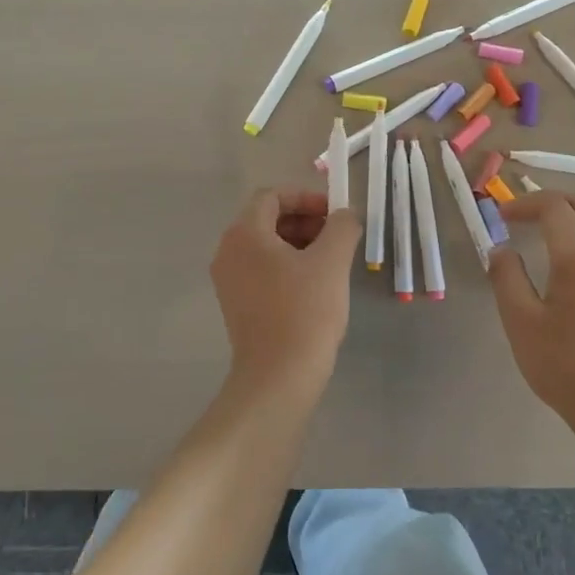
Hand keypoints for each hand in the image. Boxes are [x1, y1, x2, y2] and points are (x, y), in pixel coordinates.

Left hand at [210, 188, 362, 398]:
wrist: (278, 378)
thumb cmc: (305, 312)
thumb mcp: (332, 262)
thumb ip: (342, 227)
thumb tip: (346, 215)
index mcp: (244, 233)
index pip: (272, 196)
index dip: (306, 197)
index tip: (334, 214)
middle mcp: (228, 251)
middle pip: (266, 219)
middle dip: (304, 220)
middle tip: (337, 236)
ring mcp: (228, 280)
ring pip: (265, 246)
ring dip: (298, 243)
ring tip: (331, 261)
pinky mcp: (236, 304)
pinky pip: (261, 269)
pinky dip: (286, 266)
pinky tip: (314, 285)